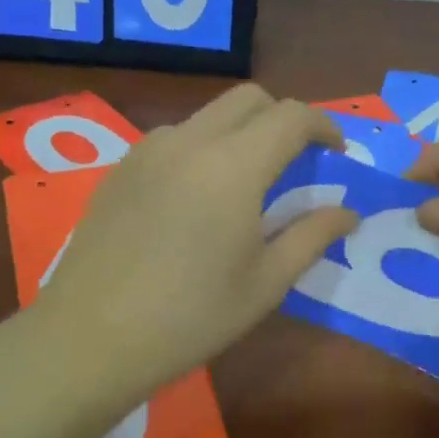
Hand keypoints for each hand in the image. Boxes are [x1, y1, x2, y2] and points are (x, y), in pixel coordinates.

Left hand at [31, 84, 358, 398]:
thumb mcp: (266, 283)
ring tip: (243, 186)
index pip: (291, 116)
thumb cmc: (192, 316)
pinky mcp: (119, 170)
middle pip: (248, 99)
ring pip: (207, 117)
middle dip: (282, 118)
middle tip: (295, 162)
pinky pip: (173, 139)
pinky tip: (195, 201)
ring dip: (238, 134)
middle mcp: (189, 142)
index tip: (336, 152)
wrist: (91, 338)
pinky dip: (200, 150)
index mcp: (233, 166)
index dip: (323, 126)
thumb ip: (311, 236)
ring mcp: (147, 152)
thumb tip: (347, 213)